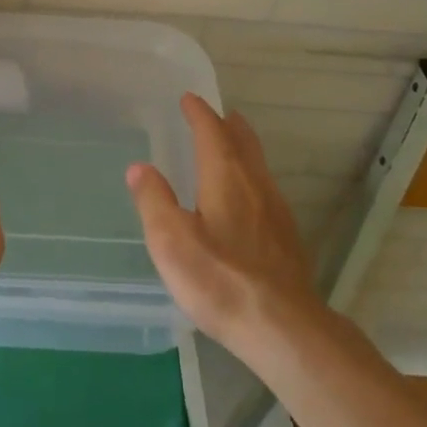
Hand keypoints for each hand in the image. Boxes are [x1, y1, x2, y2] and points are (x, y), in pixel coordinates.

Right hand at [127, 94, 320, 358]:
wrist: (283, 327)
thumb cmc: (219, 279)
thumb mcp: (171, 240)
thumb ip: (154, 200)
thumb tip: (139, 167)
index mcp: (225, 177)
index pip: (212, 132)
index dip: (199, 114)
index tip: (189, 99)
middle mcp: (255, 185)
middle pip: (243, 143)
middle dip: (228, 125)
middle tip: (218, 113)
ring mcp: (276, 212)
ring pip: (258, 166)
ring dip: (243, 148)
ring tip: (231, 146)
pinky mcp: (287, 238)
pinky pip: (266, 190)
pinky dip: (251, 177)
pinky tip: (248, 198)